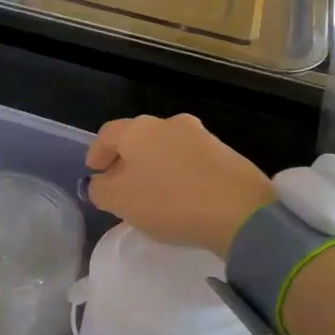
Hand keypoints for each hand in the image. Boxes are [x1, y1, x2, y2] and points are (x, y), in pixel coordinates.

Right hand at [86, 114, 275, 258]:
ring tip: (153, 193)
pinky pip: (190, 160)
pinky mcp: (225, 153)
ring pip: (166, 148)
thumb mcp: (120, 202)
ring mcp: (200, 136)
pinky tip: (181, 196)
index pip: (107, 134)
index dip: (97, 153)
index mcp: (138, 130)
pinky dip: (179, 173)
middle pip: (138, 139)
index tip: (94, 172)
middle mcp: (168, 123)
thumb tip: (98, 182)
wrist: (240, 211)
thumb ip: (100, 189)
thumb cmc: (169, 202)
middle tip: (121, 185)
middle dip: (126, 160)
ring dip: (155, 166)